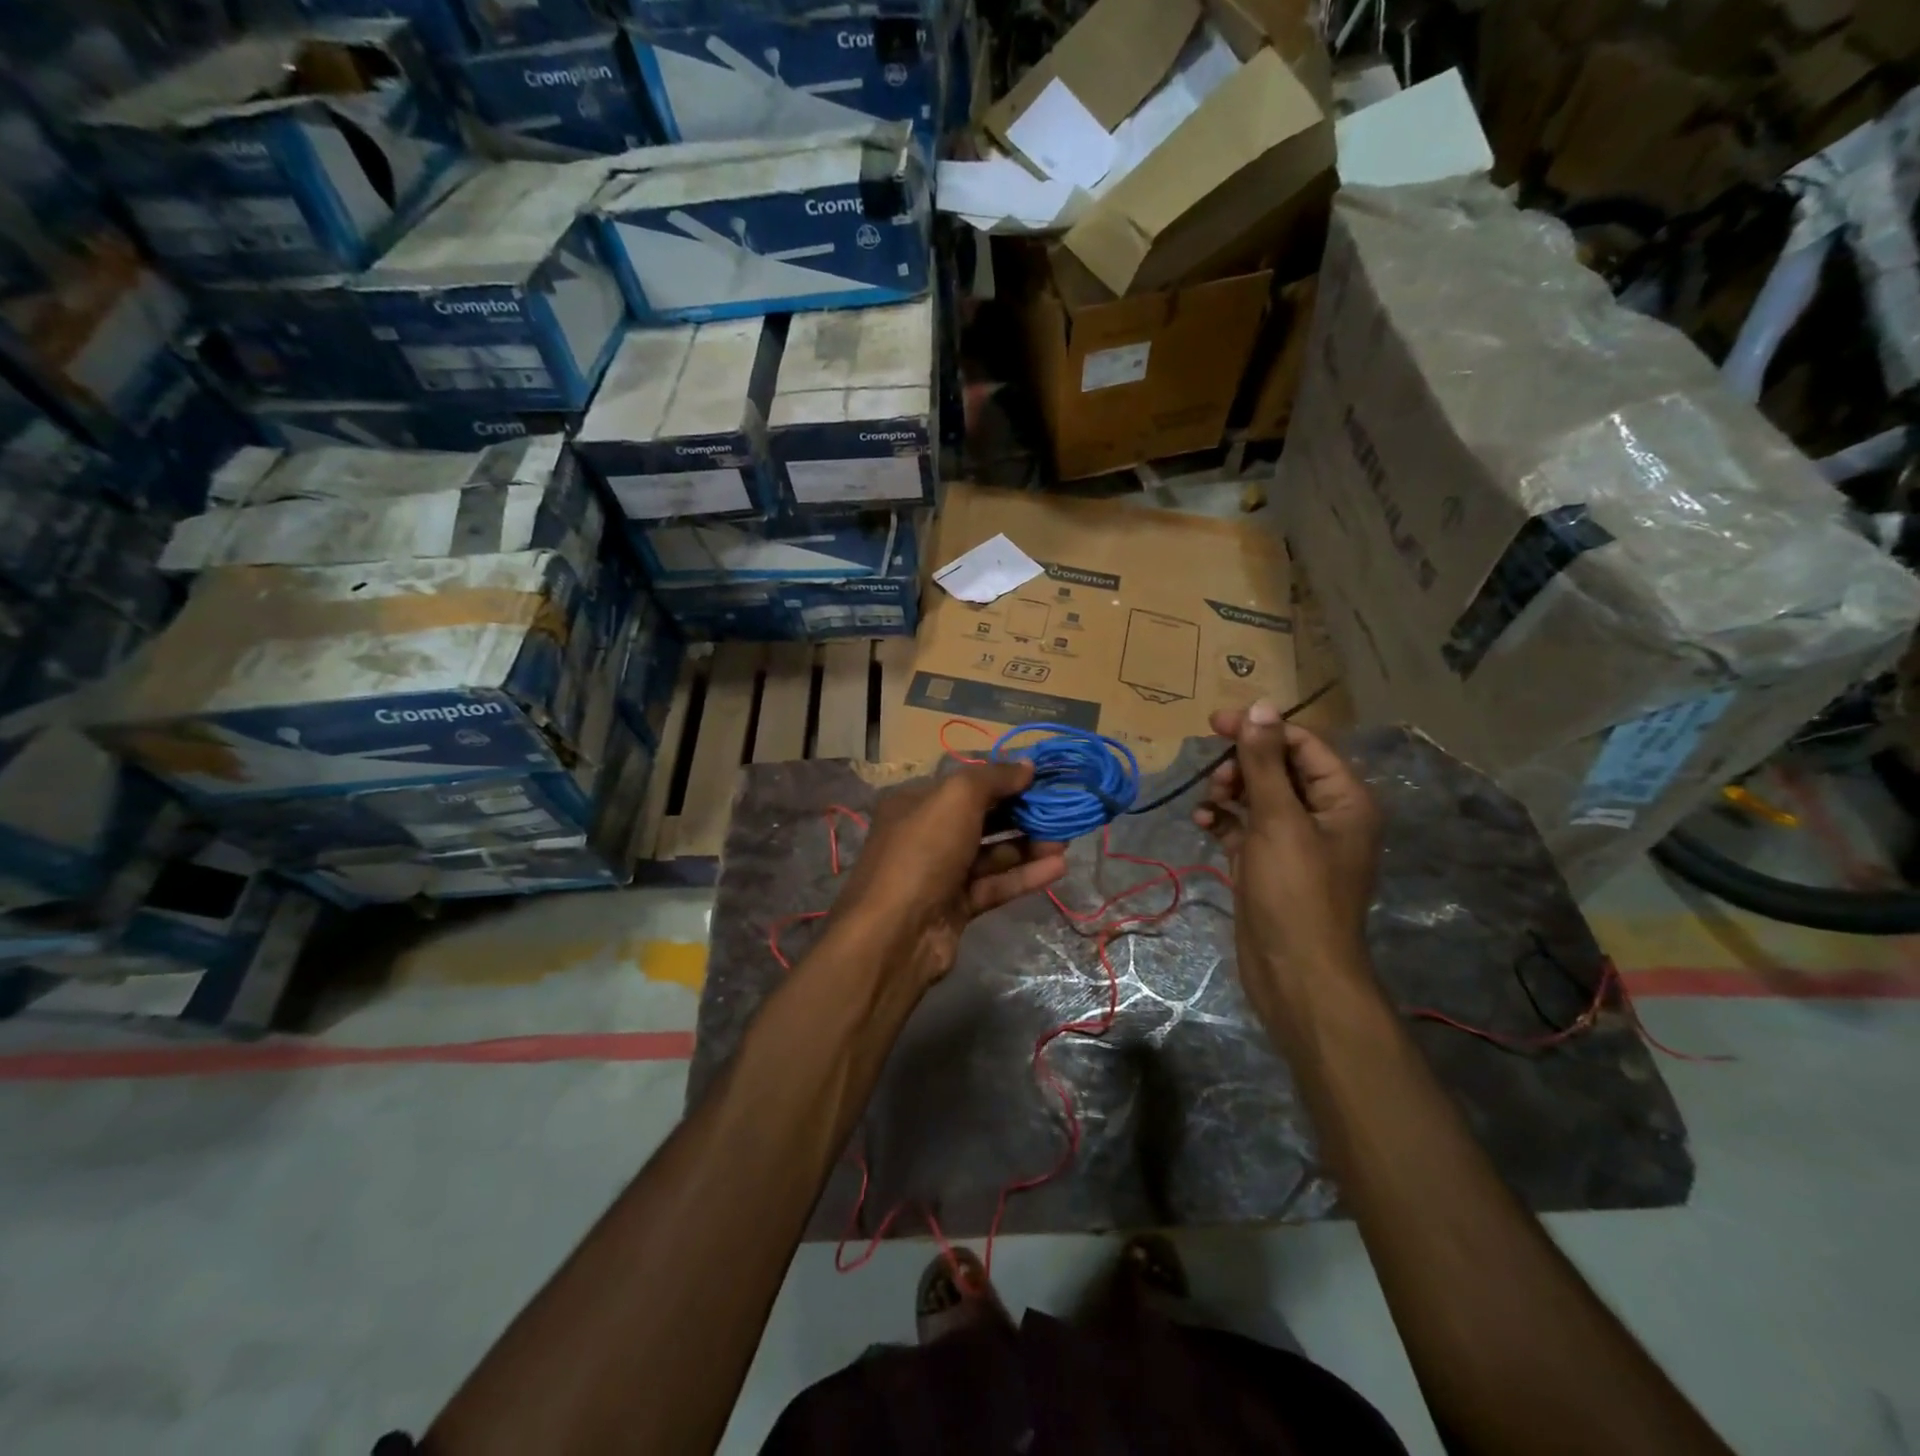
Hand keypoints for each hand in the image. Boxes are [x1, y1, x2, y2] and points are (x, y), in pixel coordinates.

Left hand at [829, 761, 1067, 989]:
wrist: (896, 934)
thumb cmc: (923, 851)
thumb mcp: (957, 798)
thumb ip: (994, 777)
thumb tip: (1028, 765)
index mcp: (915, 802)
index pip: (966, 782)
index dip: (1004, 777)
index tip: (1044, 777)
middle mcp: (926, 834)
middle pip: (982, 817)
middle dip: (1022, 812)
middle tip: (1061, 809)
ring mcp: (940, 873)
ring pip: (991, 853)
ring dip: (1028, 844)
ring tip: (1066, 839)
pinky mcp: (956, 907)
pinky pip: (995, 885)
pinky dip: (1024, 876)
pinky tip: (1057, 868)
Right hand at [1193, 703, 1381, 1033]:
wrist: (1296, 974)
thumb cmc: (1294, 892)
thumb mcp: (1278, 820)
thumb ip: (1265, 762)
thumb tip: (1260, 706)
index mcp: (1343, 799)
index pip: (1302, 744)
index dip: (1260, 729)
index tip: (1215, 723)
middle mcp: (1323, 815)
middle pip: (1279, 768)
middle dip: (1243, 764)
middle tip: (1214, 775)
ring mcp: (1294, 841)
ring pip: (1258, 796)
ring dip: (1230, 791)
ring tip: (1210, 802)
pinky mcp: (1268, 864)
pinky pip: (1244, 827)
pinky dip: (1223, 820)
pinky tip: (1203, 823)